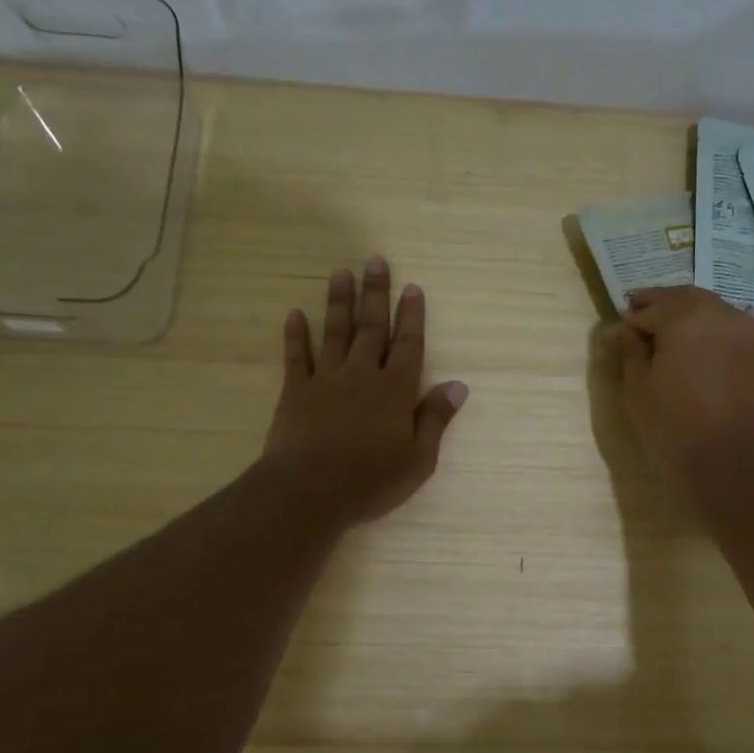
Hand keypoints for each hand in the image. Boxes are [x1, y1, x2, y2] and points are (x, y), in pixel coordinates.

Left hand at [262, 258, 467, 525]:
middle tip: (375, 261)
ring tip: (341, 272)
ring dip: (339, 302)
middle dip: (375, 294)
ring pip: (335, 333)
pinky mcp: (295, 392)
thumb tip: (458, 386)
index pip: (408, 345)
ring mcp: (326, 380)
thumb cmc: (371, 480)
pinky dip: (296, 335)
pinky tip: (295, 314)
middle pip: (371, 328)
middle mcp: (362, 375)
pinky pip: (296, 357)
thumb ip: (435, 419)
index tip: (412, 287)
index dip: (412, 316)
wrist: (310, 491)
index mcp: (395, 391)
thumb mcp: (418, 459)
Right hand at [616, 287, 753, 488]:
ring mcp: (753, 330)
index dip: (633, 319)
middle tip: (648, 317)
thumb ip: (632, 350)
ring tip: (685, 336)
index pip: (651, 309)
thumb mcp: (638, 388)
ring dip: (699, 317)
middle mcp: (722, 312)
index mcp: (684, 316)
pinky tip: (727, 343)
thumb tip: (628, 328)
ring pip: (719, 312)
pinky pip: (751, 330)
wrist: (729, 461)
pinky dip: (735, 332)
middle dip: (665, 306)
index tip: (623, 328)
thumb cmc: (673, 426)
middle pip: (687, 300)